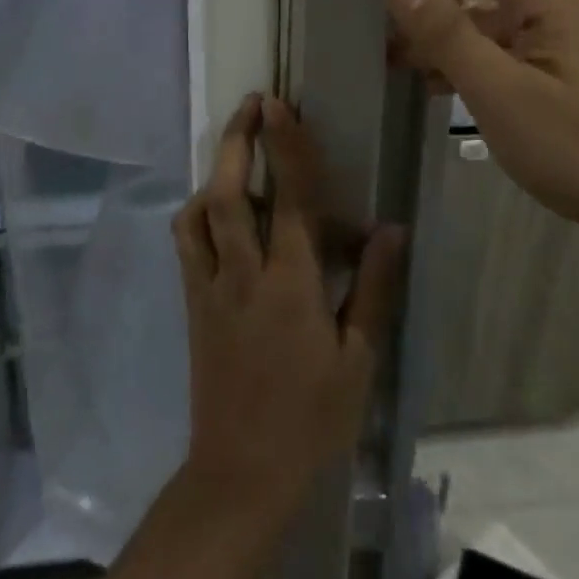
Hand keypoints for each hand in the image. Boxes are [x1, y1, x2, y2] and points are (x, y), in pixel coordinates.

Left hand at [171, 95, 405, 523]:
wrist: (241, 475)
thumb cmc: (311, 419)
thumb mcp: (357, 359)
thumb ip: (372, 287)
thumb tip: (392, 228)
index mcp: (291, 285)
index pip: (290, 199)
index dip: (286, 146)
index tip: (280, 104)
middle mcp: (243, 274)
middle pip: (229, 192)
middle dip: (238, 139)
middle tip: (253, 102)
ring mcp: (209, 287)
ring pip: (199, 212)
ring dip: (215, 170)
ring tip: (236, 147)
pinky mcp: (191, 303)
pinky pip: (186, 242)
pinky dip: (198, 210)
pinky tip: (216, 207)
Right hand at [383, 0, 578, 239]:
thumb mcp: (504, 96)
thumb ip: (448, 36)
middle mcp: (548, 3)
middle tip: (384, 35)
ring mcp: (554, 36)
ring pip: (479, 15)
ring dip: (438, 30)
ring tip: (395, 60)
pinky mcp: (555, 66)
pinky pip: (494, 44)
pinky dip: (461, 55)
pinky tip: (434, 83)